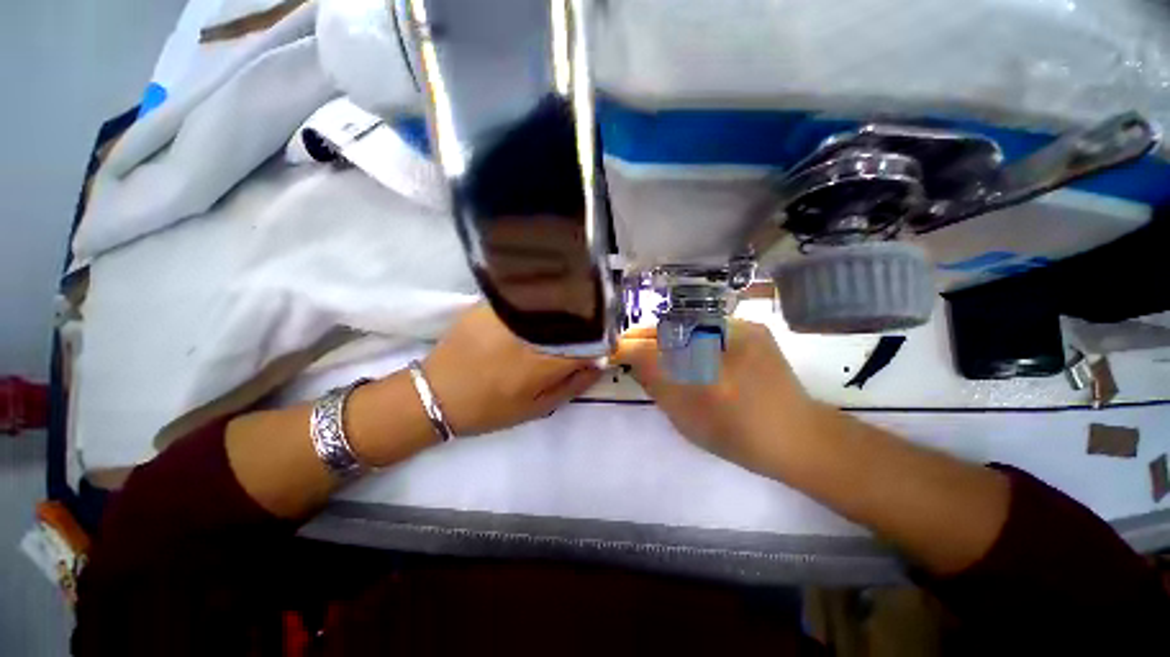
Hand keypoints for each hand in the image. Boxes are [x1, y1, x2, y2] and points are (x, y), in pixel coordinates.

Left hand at [422, 304, 601, 435]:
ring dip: (565, 307)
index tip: (601, 345)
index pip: (592, 338)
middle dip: (586, 321)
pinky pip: (527, 294)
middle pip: (575, 313)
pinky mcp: (492, 302)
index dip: (602, 340)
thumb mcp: (538, 407)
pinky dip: (541, 299)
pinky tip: (539, 307)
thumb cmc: (491, 407)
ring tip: (562, 319)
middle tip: (583, 332)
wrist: (437, 393)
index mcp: (547, 358)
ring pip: (553, 299)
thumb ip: (574, 384)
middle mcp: (533, 329)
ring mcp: (511, 311)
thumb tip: (599, 363)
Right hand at [615, 319, 825, 473]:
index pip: (656, 346)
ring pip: (689, 327)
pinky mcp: (753, 330)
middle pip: (671, 328)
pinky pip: (709, 328)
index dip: (630, 346)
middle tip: (631, 351)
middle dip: (647, 339)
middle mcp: (725, 332)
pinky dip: (691, 338)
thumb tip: (632, 359)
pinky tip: (689, 353)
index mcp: (709, 361)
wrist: (798, 438)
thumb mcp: (686, 414)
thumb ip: (656, 383)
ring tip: (657, 354)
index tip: (612, 351)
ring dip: (668, 338)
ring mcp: (742, 327)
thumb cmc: (738, 434)